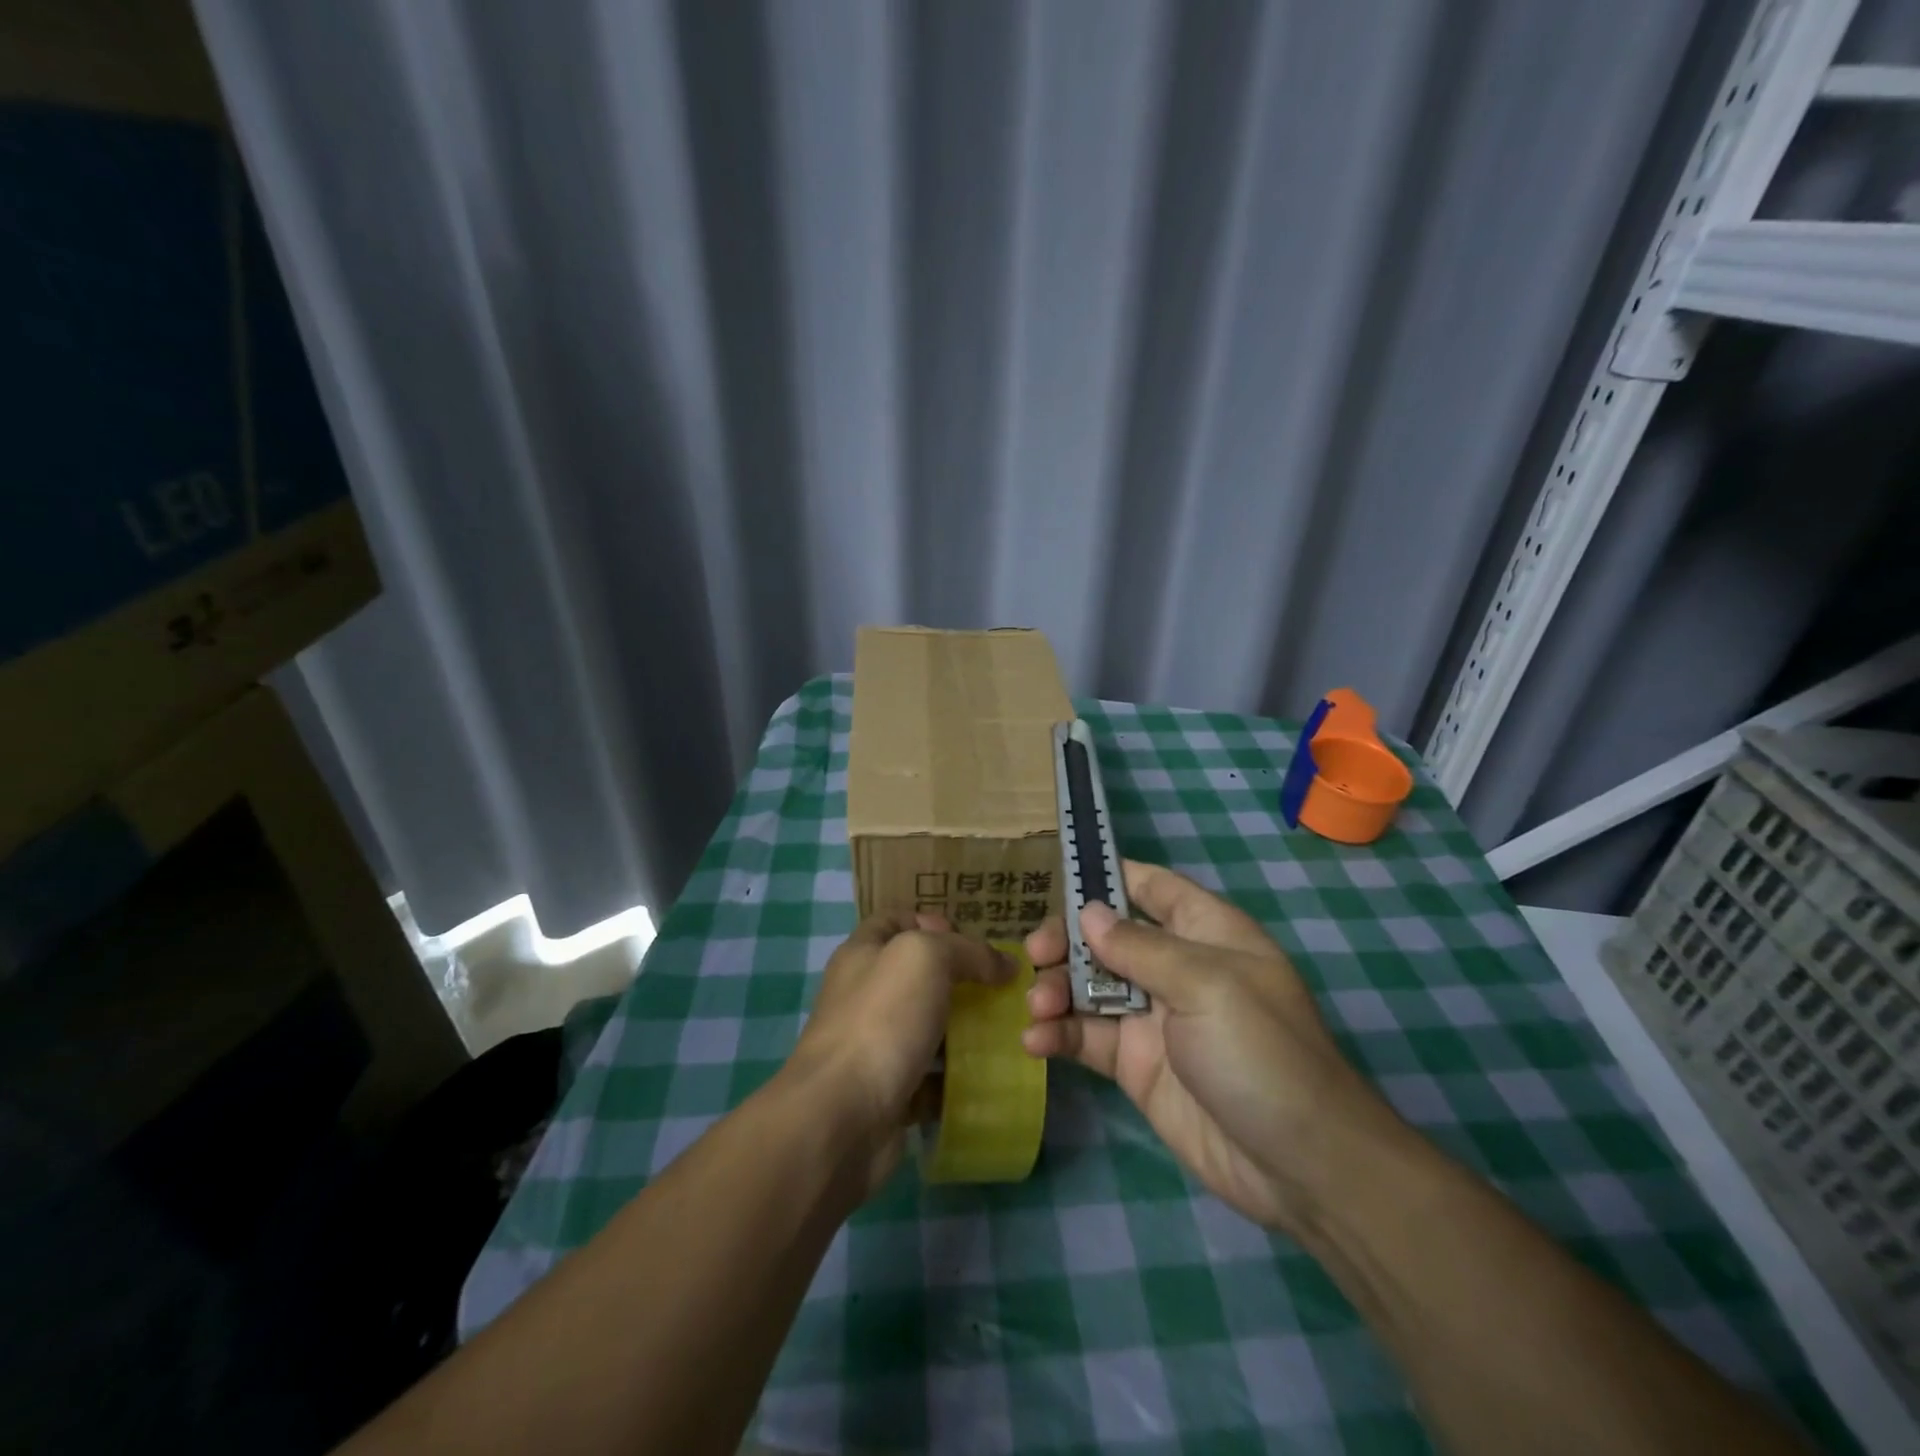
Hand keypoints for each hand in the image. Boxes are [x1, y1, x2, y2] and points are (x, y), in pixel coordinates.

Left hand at [786, 913, 1013, 1195]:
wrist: (842, 1117)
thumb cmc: (881, 1020)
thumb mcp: (926, 958)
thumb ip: (967, 951)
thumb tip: (1005, 964)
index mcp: (863, 953)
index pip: (896, 921)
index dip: (931, 921)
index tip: (971, 940)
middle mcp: (865, 995)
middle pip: (917, 976)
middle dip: (960, 978)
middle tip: (1001, 987)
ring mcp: (875, 1046)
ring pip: (928, 1028)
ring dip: (964, 1030)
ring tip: (1006, 1029)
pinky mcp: (889, 1093)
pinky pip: (931, 1079)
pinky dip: (957, 1078)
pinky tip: (989, 1076)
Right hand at [1024, 861, 1398, 1234]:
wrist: (1301, 1166)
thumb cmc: (1261, 1052)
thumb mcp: (1205, 985)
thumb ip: (1140, 947)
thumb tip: (1088, 912)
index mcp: (1204, 932)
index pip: (1151, 886)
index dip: (1108, 876)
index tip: (1057, 875)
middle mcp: (1174, 967)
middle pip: (1106, 936)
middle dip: (1066, 939)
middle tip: (1035, 955)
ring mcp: (1152, 1018)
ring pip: (1087, 985)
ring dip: (1055, 988)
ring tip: (1038, 1006)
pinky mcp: (1134, 1064)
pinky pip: (1086, 1037)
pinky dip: (1057, 1034)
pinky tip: (1036, 1041)